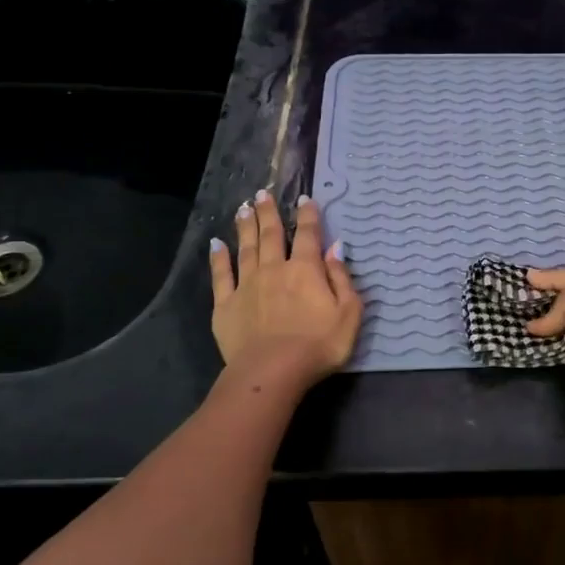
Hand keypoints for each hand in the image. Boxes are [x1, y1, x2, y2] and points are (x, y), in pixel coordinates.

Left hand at [210, 189, 360, 387]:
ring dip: (246, 227)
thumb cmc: (319, 344)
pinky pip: (221, 275)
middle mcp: (275, 269)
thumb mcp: (348, 313)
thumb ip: (342, 278)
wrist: (273, 371)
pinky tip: (216, 244)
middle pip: (272, 234)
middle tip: (263, 194)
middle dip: (268, 212)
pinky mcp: (226, 304)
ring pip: (246, 248)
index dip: (308, 216)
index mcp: (306, 270)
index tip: (304, 199)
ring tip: (243, 208)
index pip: (308, 235)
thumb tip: (336, 248)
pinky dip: (219, 258)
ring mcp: (247, 285)